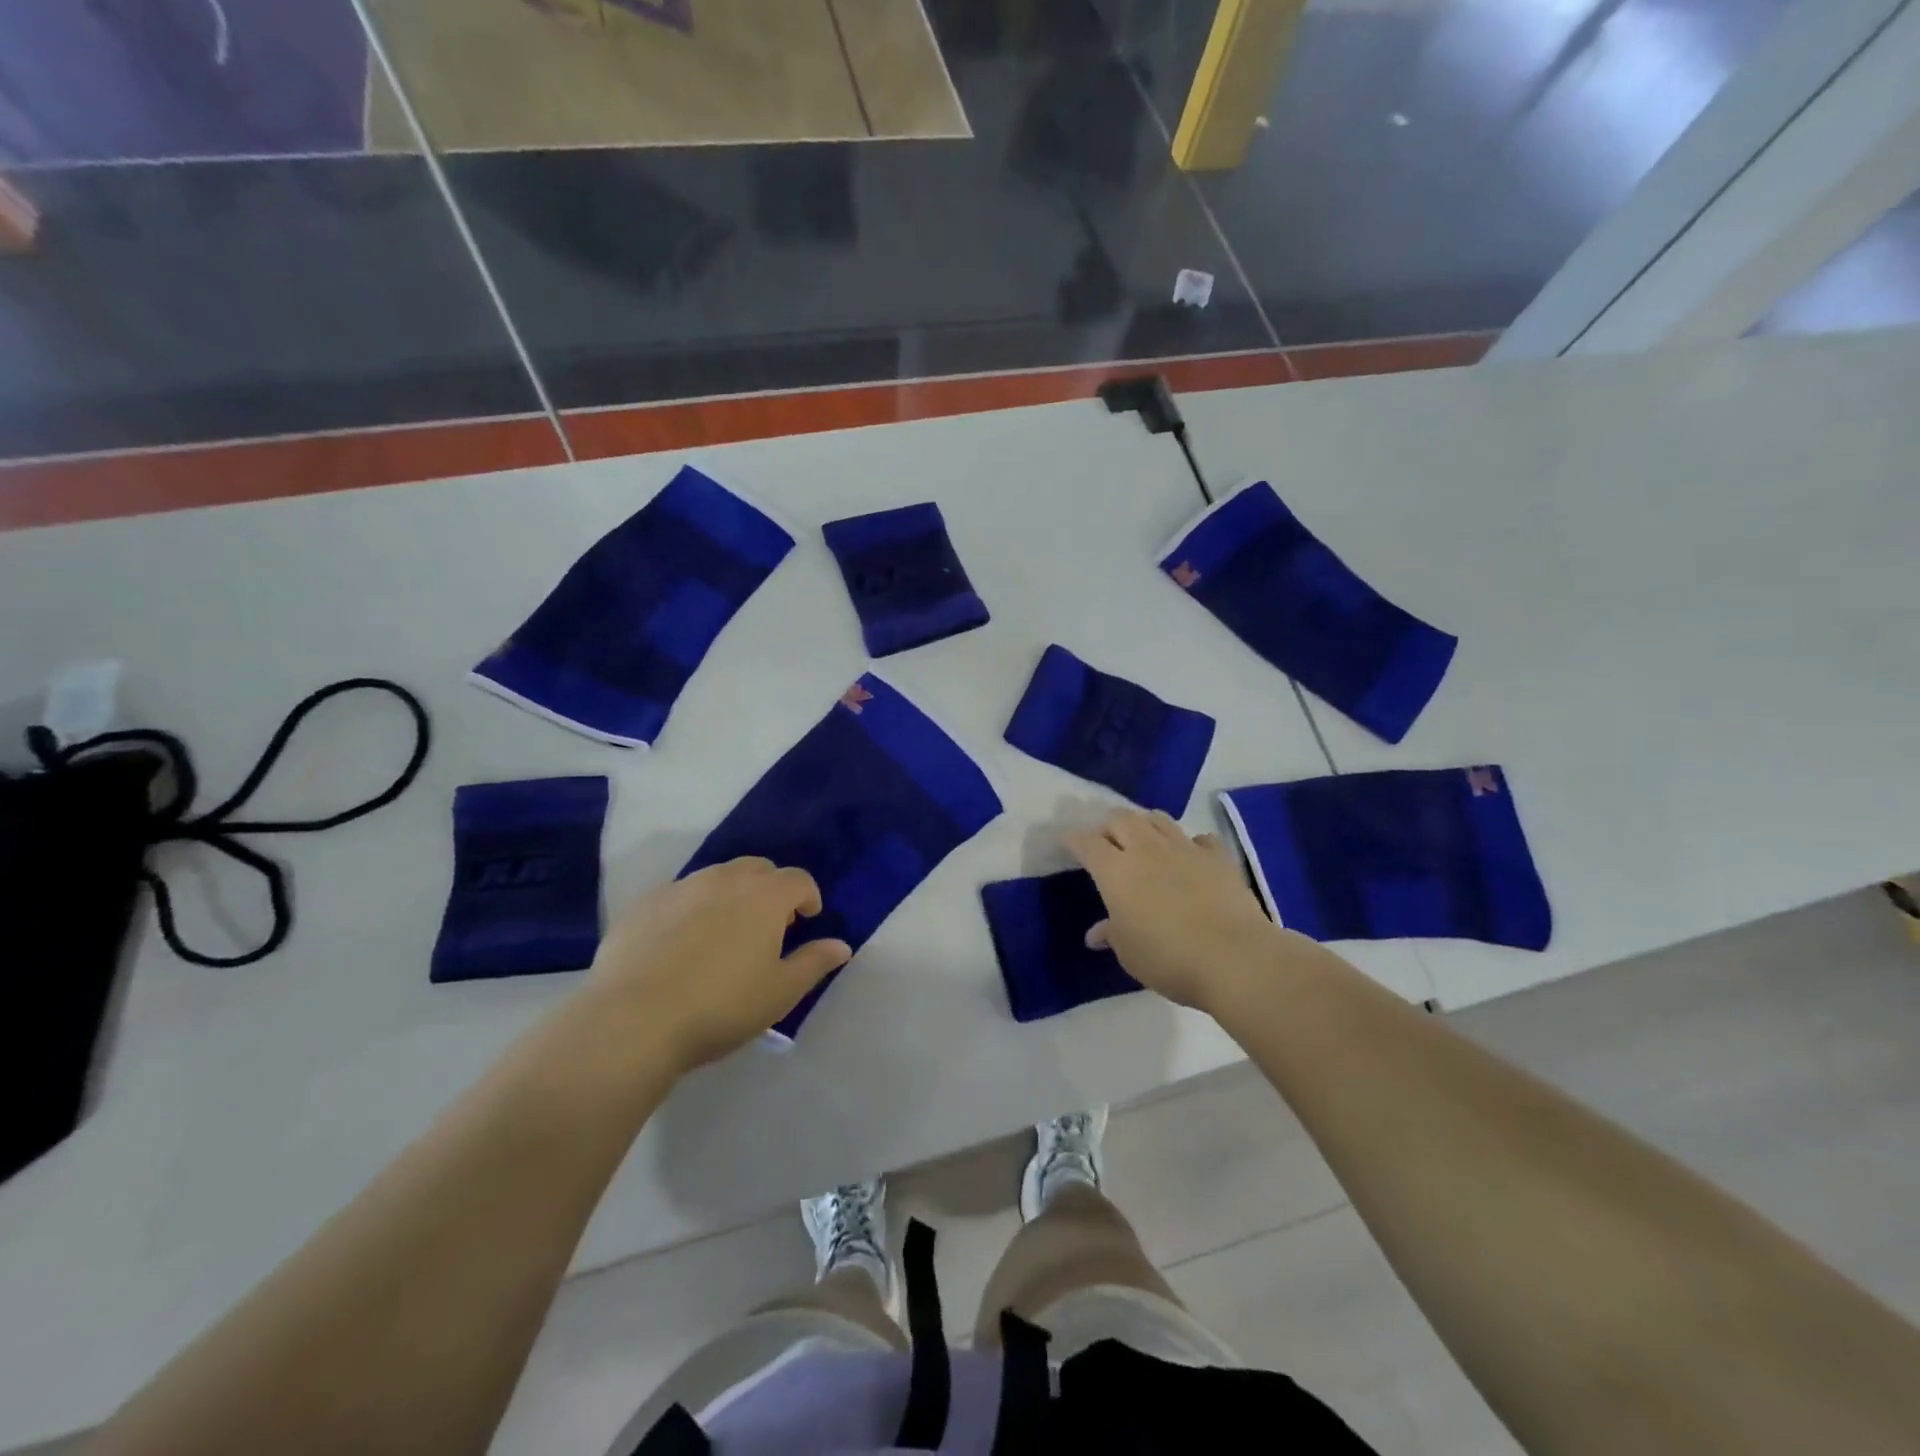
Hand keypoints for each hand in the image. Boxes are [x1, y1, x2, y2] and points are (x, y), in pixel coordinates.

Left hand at [585, 858, 850, 1074]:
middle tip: (767, 927)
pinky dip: (691, 908)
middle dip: (770, 890)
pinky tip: (680, 944)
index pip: (798, 879)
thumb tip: (842, 945)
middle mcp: (725, 879)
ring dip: (730, 895)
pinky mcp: (644, 904)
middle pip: (758, 869)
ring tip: (724, 935)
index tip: (806, 920)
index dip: (807, 897)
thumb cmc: (721, 1006)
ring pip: (717, 877)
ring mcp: (681, 887)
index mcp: (765, 896)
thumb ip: (814, 963)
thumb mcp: (780, 992)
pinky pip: (679, 895)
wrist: (634, 1020)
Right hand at [1066, 809, 1278, 1013]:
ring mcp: (1185, 848)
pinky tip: (1191, 857)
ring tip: (1144, 841)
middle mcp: (1146, 849)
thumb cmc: (1168, 958)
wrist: (1233, 958)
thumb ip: (1112, 934)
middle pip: (1121, 818)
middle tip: (1107, 842)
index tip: (1068, 841)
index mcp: (1115, 870)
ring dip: (1145, 825)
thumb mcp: (1129, 953)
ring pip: (1158, 819)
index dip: (1074, 839)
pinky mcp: (1218, 857)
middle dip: (1109, 826)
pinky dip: (1190, 844)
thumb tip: (1097, 933)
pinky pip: (1199, 839)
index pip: (1086, 842)